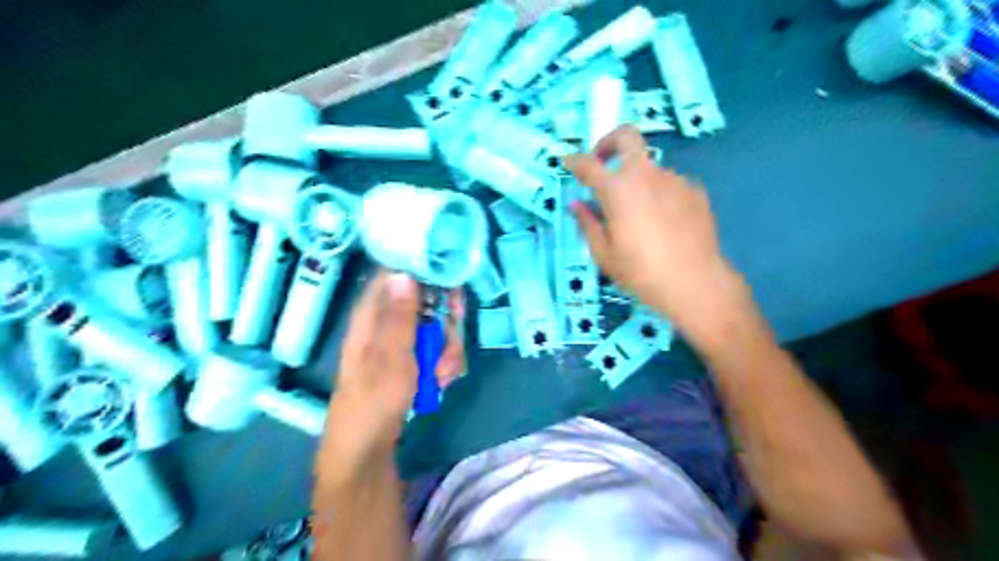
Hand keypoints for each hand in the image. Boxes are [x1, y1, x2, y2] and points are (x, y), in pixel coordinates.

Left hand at [315, 272, 463, 481]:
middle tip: (450, 345)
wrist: (366, 451)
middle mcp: (386, 322)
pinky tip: (439, 382)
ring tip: (441, 375)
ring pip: (435, 327)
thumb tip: (404, 272)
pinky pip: (435, 349)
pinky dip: (443, 364)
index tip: (452, 281)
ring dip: (447, 350)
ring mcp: (400, 342)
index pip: (397, 273)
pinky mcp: (410, 360)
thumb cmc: (373, 402)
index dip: (425, 270)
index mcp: (372, 314)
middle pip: (426, 301)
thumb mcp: (391, 358)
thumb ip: (401, 316)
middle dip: (446, 323)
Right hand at [566, 126, 752, 345]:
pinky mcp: (695, 191)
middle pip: (626, 136)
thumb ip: (587, 223)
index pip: (588, 165)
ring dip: (636, 180)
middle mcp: (646, 174)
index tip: (568, 162)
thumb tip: (577, 205)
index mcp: (617, 189)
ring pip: (649, 167)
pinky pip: (668, 184)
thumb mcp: (604, 254)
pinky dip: (657, 194)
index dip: (574, 161)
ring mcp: (674, 179)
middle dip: (608, 142)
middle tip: (601, 162)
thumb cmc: (640, 272)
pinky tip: (662, 223)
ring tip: (637, 215)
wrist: (695, 283)